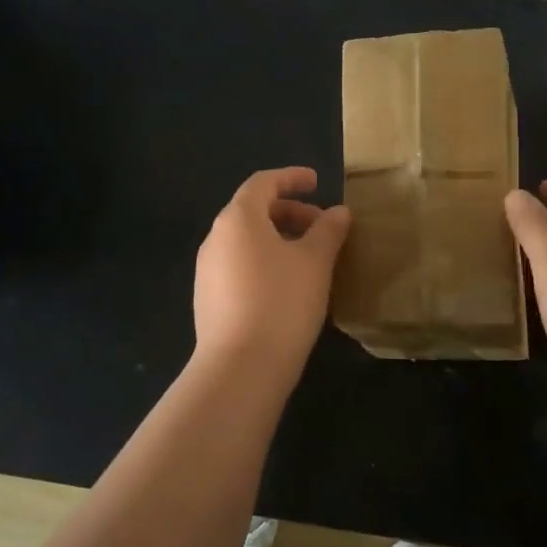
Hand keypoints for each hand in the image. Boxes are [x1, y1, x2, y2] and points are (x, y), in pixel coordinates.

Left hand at [194, 167, 351, 381]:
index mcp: (238, 219)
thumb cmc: (282, 302)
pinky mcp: (208, 299)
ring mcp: (207, 271)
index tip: (317, 182)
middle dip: (290, 212)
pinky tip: (288, 287)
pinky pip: (239, 266)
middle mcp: (216, 238)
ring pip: (246, 241)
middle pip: (253, 211)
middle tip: (322, 227)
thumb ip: (328, 231)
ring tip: (310, 259)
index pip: (263, 183)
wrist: (240, 369)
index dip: (291, 178)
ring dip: (278, 239)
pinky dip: (265, 262)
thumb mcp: (315, 262)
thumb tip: (338, 212)